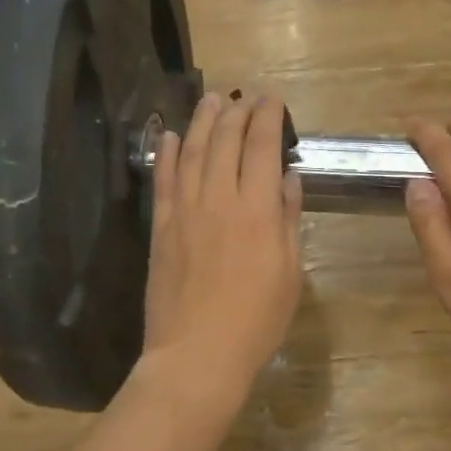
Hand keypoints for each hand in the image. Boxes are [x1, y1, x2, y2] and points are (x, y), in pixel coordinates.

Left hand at [141, 92, 304, 409]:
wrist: (197, 353)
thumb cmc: (256, 320)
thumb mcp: (289, 273)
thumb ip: (288, 220)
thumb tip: (288, 180)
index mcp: (258, 209)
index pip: (262, 147)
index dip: (267, 117)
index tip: (272, 100)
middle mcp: (220, 198)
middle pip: (225, 140)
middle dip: (236, 112)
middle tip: (243, 96)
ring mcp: (185, 210)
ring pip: (191, 151)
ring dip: (201, 121)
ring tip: (209, 100)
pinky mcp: (161, 227)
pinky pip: (163, 180)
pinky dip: (165, 154)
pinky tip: (168, 136)